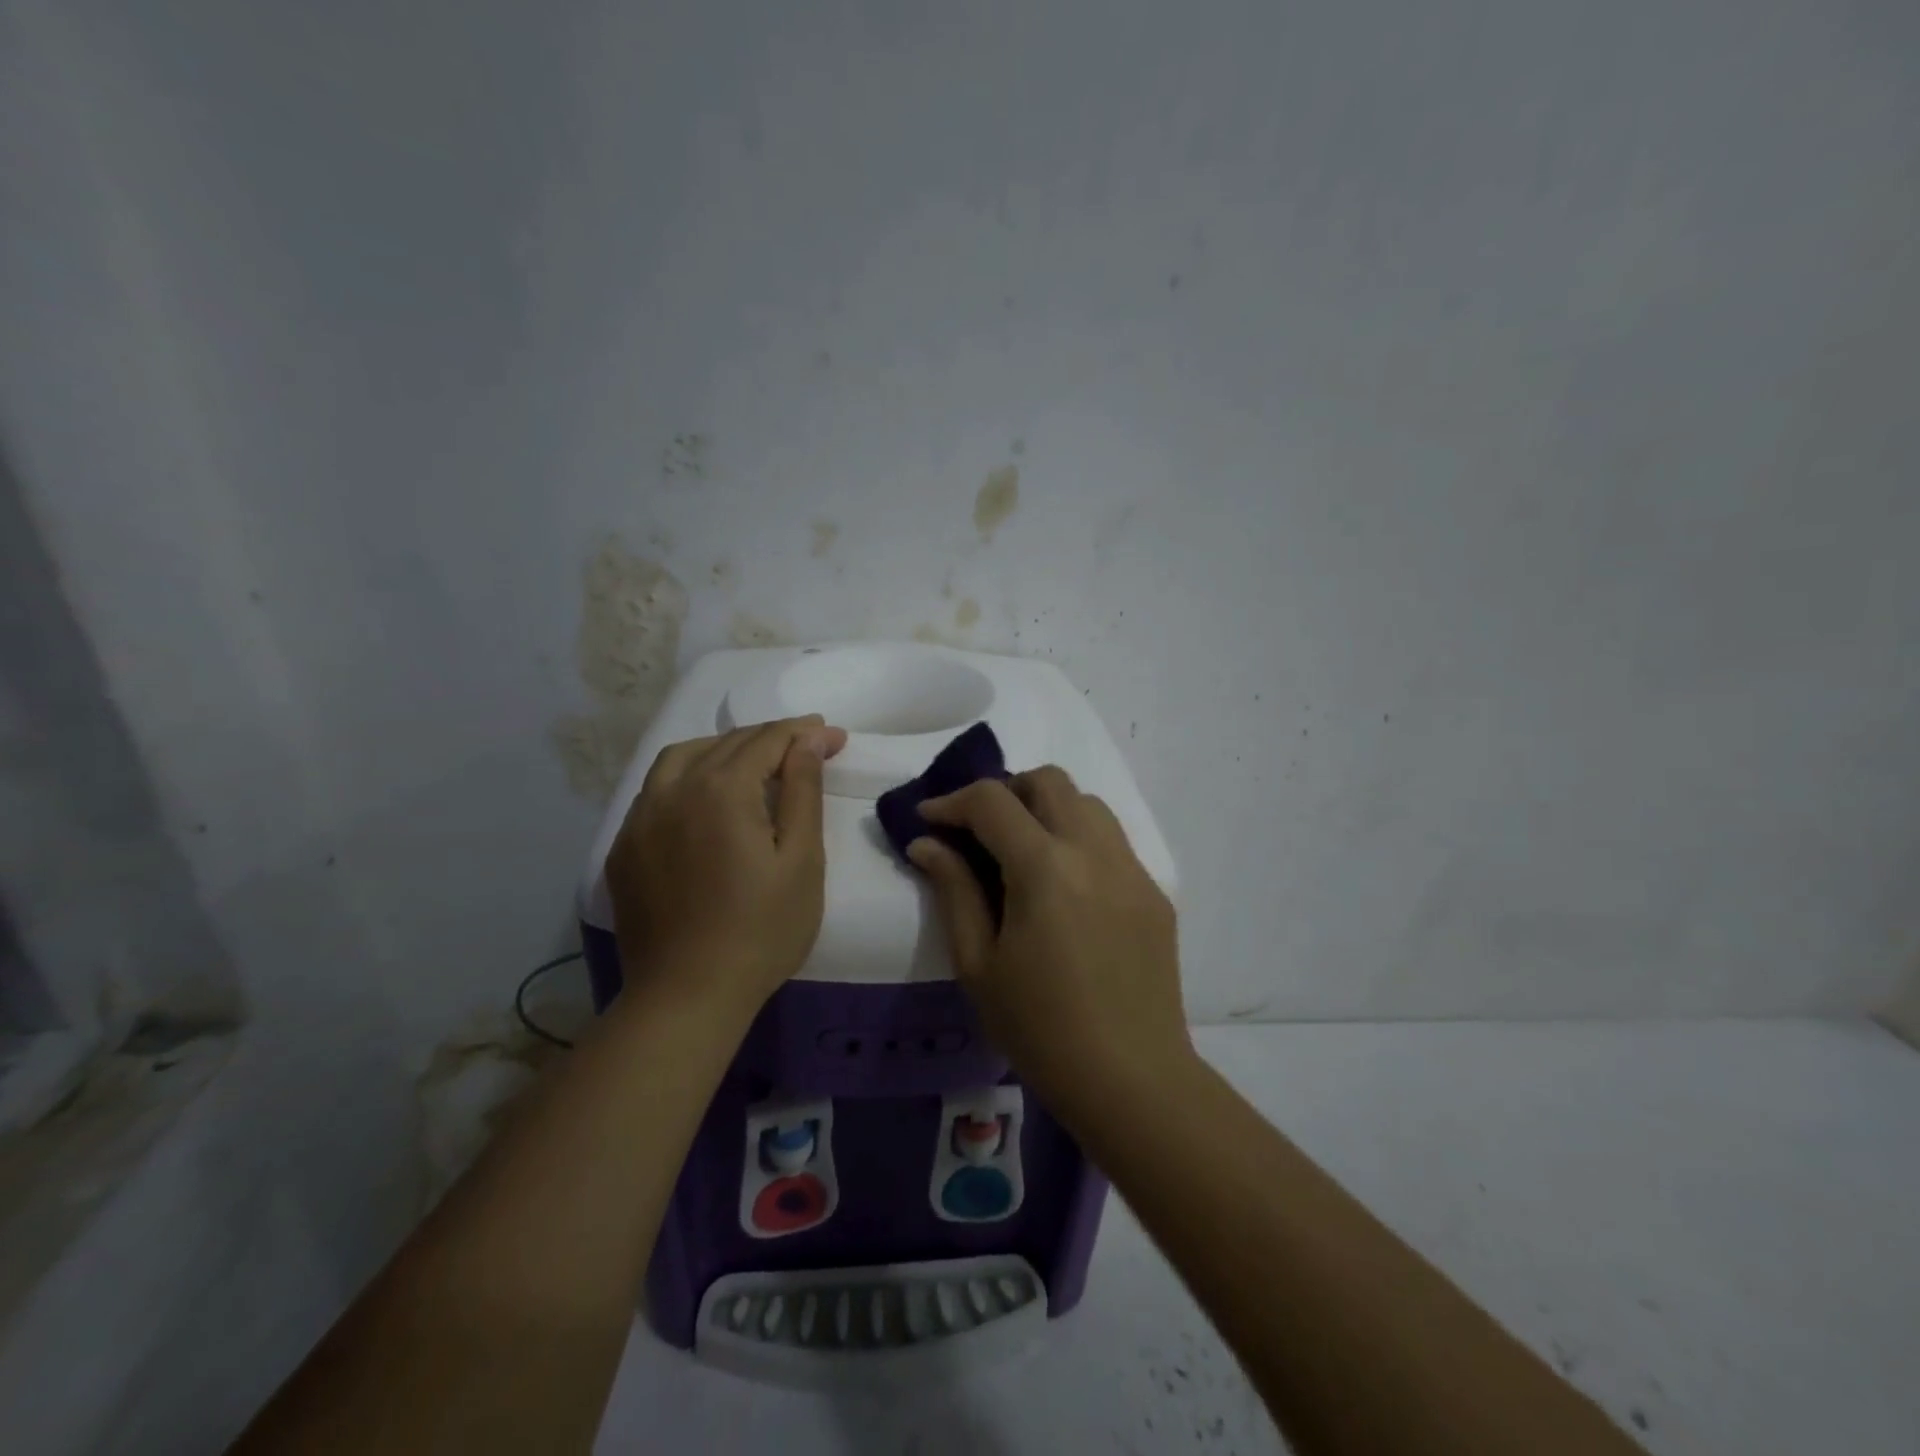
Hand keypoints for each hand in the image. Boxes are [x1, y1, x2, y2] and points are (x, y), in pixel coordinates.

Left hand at [607, 715, 847, 1017]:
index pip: (768, 740)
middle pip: (727, 743)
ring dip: (724, 748)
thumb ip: (804, 791)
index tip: (836, 736)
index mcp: (722, 789)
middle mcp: (674, 789)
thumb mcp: (801, 860)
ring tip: (754, 760)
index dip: (805, 732)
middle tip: (808, 746)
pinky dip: (688, 776)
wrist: (687, 996)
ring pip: (682, 757)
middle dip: (772, 738)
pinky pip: (656, 789)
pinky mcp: (624, 847)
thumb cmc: (761, 930)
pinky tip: (705, 797)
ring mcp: (641, 818)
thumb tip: (810, 739)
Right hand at [908, 766, 1188, 1114]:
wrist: (1132, 1080)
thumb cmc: (1040, 1029)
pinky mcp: (1154, 892)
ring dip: (1047, 808)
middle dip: (1005, 790)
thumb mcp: (978, 964)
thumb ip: (953, 891)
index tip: (928, 819)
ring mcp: (1132, 869)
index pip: (992, 801)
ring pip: (1087, 803)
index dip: (952, 801)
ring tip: (1022, 850)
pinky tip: (1064, 886)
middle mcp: (1094, 851)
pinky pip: (1112, 841)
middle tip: (978, 829)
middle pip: (1049, 780)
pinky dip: (1078, 839)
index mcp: (1045, 867)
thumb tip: (927, 843)